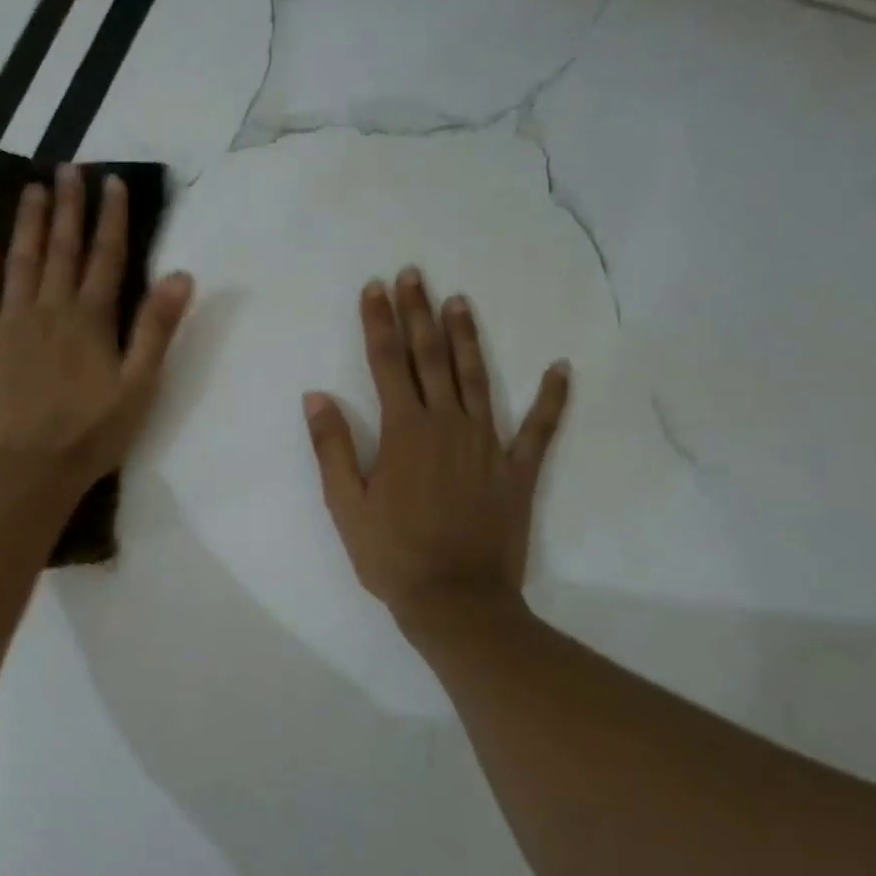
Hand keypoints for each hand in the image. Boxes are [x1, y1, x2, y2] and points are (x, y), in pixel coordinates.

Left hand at [0, 165, 193, 493]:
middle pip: (60, 250)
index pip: (105, 258)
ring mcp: (7, 324)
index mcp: (90, 321)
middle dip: (68, 207)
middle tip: (68, 168)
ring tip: (32, 188)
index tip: (112, 181)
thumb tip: (181, 275)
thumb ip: (156, 330)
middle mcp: (48, 310)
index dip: (111, 218)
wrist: (25, 471)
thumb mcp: (138, 388)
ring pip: (20, 262)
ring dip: (28, 223)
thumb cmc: (90, 436)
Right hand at [304, 268, 568, 622]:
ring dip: (467, 338)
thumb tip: (317, 396)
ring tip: (459, 302)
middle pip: (431, 358)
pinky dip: (552, 397)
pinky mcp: (517, 470)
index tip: (374, 288)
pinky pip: (539, 428)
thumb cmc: (391, 555)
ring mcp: (488, 444)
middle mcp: (448, 425)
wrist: (455, 600)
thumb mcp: (346, 505)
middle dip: (419, 314)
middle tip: (414, 275)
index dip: (379, 323)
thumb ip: (332, 447)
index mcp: (404, 432)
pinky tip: (559, 368)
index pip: (387, 363)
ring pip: (478, 378)